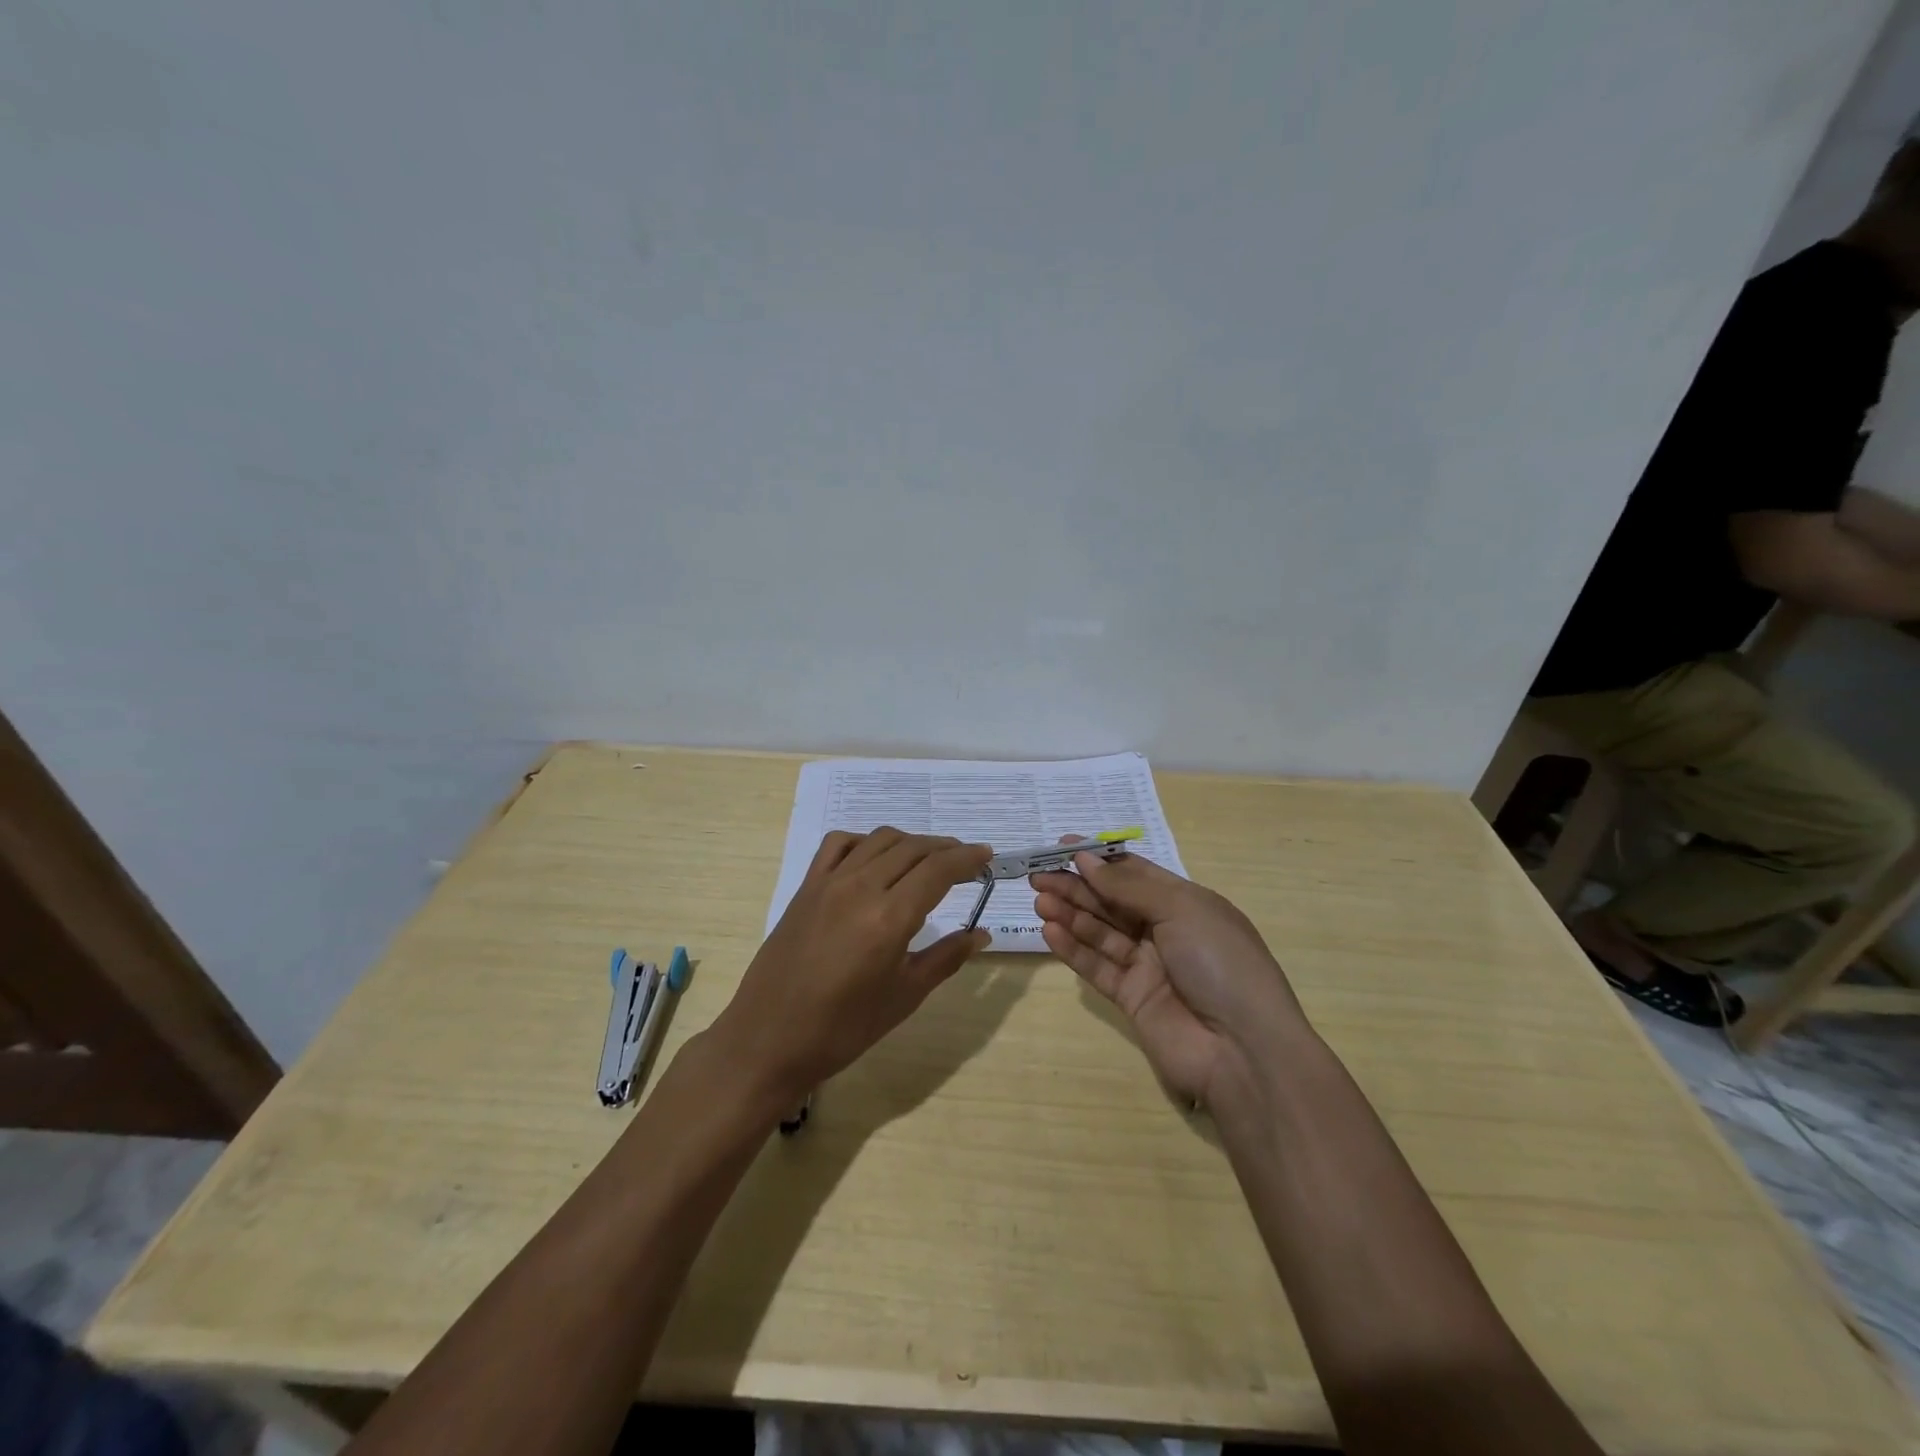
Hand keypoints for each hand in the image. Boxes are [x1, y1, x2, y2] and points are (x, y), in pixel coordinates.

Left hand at [715, 828, 991, 1107]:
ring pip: (879, 840)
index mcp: (890, 918)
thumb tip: (981, 934)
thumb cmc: (843, 1029)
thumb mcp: (904, 997)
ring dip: (911, 842)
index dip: (967, 858)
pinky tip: (875, 858)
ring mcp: (829, 882)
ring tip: (928, 858)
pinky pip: (839, 844)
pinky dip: (865, 841)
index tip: (987, 857)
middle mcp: (861, 887)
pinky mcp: (806, 887)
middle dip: (945, 848)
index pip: (938, 869)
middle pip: (913, 848)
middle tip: (966, 860)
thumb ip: (945, 958)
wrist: (769, 1039)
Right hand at [1032, 845, 1304, 1106]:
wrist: (1243, 1050)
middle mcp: (1165, 930)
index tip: (1062, 848)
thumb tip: (1086, 859)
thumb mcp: (1181, 909)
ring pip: (1100, 932)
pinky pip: (1097, 966)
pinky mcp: (1131, 998)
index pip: (1135, 873)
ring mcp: (1148, 966)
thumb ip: (1128, 886)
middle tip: (1037, 875)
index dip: (1100, 860)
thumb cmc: (1220, 963)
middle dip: (1076, 886)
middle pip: (1112, 901)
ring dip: (1070, 914)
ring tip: (1039, 900)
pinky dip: (1074, 949)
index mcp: (1186, 903)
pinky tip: (1050, 931)